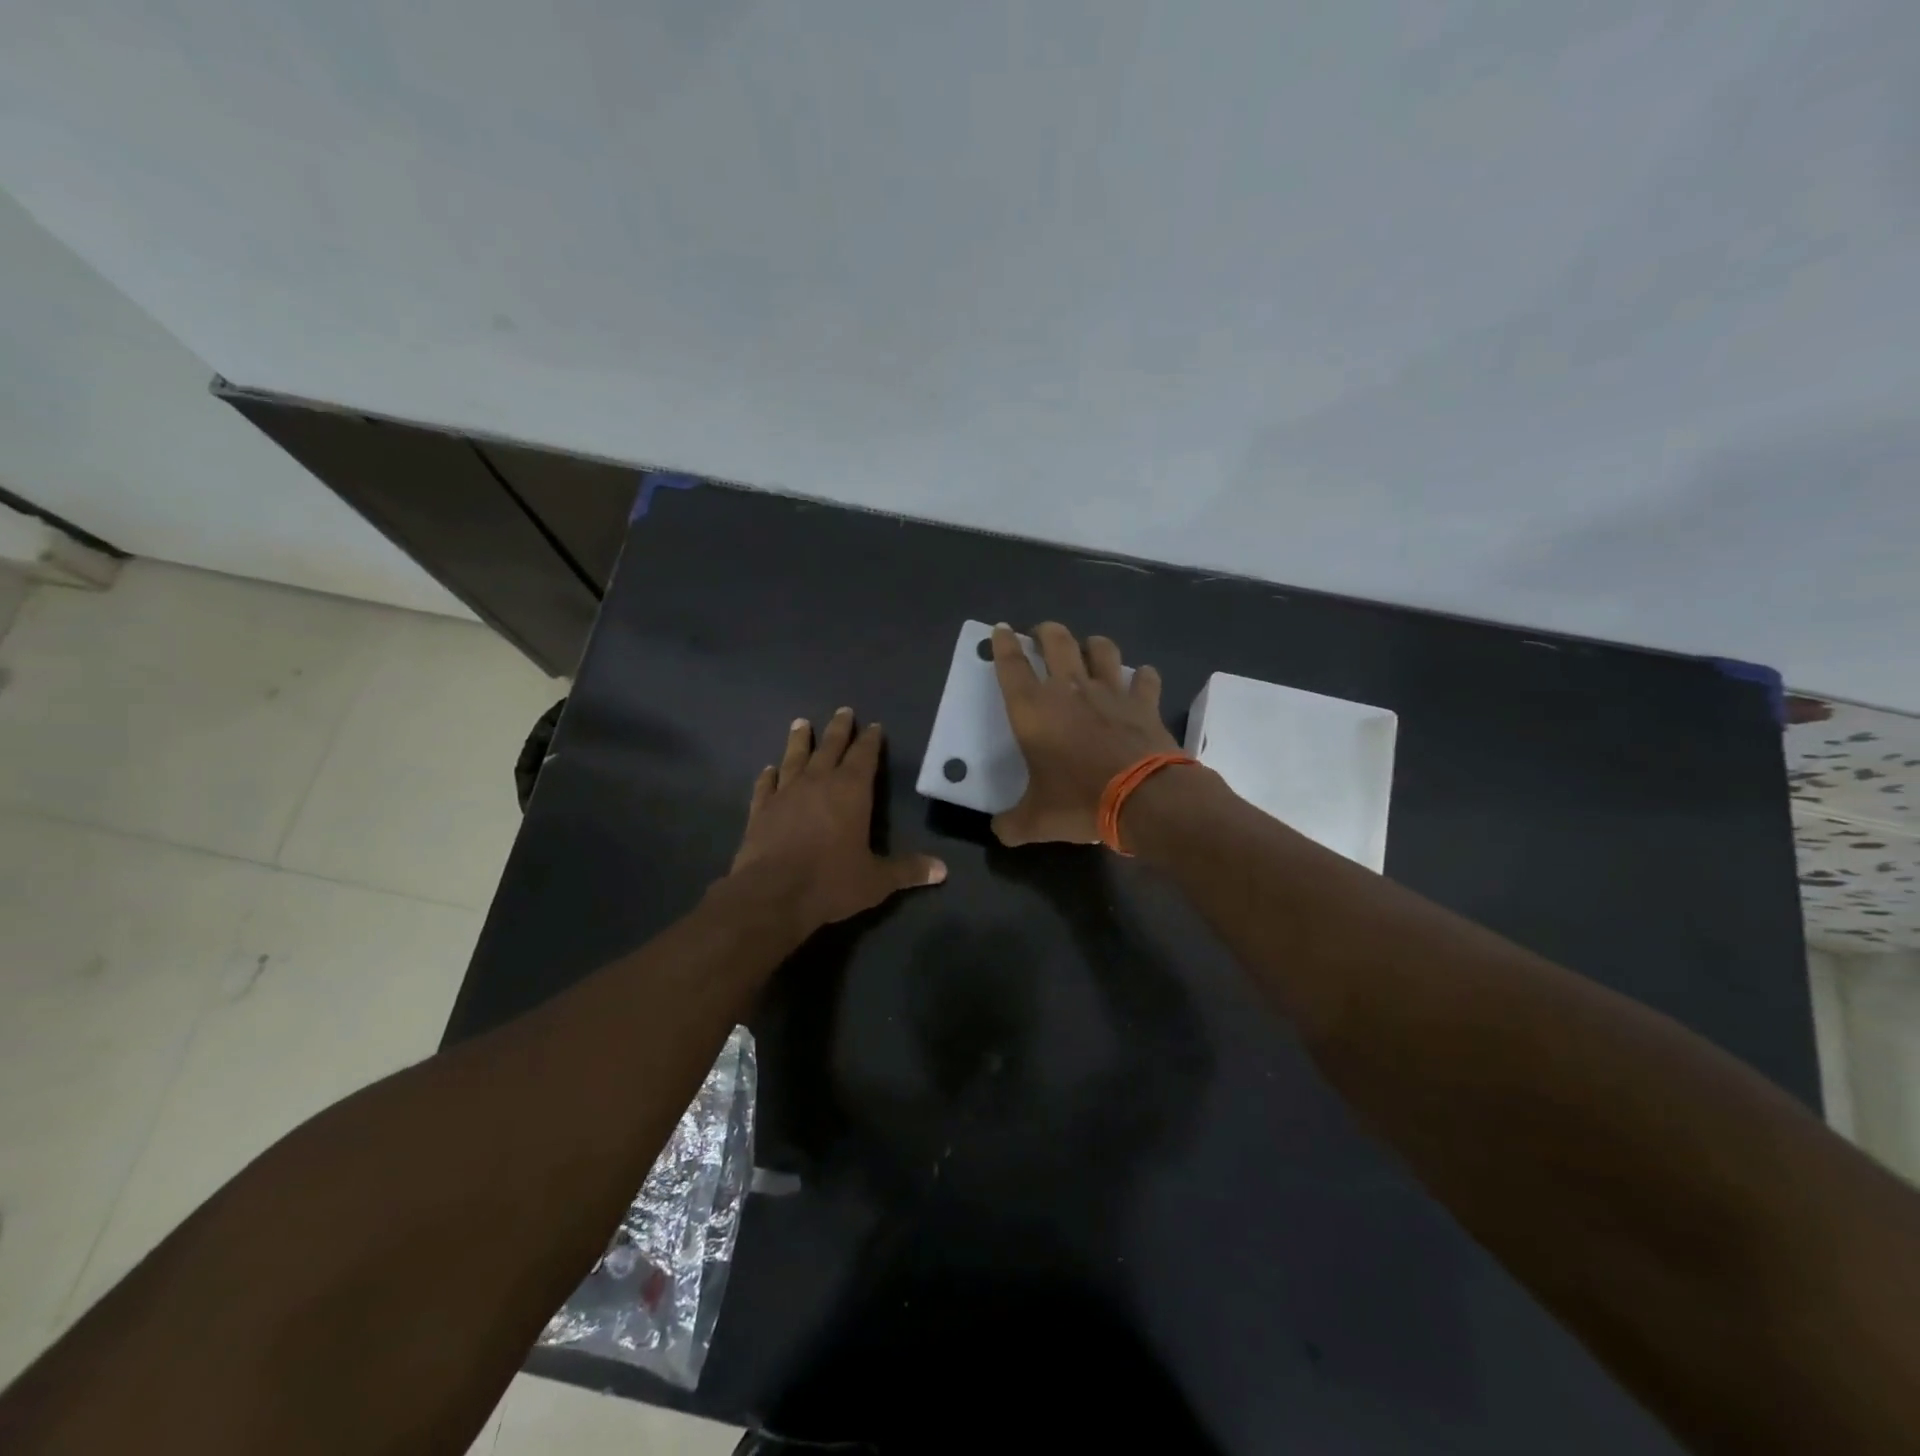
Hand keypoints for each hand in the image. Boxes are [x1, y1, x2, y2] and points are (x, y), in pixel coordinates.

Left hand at [730, 707, 946, 931]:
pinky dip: (768, 775)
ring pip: (795, 757)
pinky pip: (765, 785)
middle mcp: (818, 782)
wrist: (772, 893)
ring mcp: (786, 793)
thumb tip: (942, 869)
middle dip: (839, 729)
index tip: (873, 726)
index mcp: (851, 791)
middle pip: (830, 747)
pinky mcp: (761, 809)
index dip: (870, 740)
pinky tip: (768, 769)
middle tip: (843, 710)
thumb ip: (907, 870)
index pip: (864, 756)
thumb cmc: (831, 881)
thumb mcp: (876, 880)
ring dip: (799, 740)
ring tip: (800, 723)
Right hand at [989, 622, 1178, 845]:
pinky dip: (1142, 677)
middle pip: (1056, 640)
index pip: (1011, 665)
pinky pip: (1145, 677)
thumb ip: (1012, 824)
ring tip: (1089, 650)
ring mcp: (1111, 691)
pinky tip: (1140, 682)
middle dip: (1046, 631)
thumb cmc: (1079, 801)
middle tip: (1041, 634)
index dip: (1003, 644)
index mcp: (1033, 710)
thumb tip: (999, 831)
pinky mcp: (1144, 702)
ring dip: (1092, 645)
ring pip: (1101, 648)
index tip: (1001, 629)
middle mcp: (1069, 689)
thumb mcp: (1036, 821)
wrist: (1144, 798)